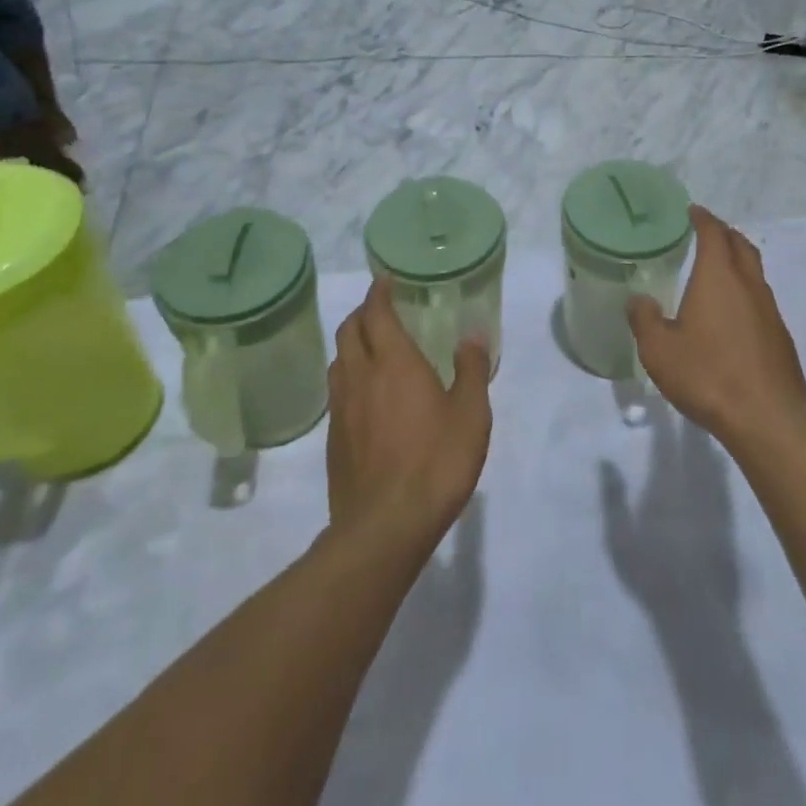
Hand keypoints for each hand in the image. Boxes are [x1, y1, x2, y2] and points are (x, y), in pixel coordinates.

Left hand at [327, 280, 492, 542]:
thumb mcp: (471, 414)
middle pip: (349, 332)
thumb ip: (471, 370)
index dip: (377, 293)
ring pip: (338, 361)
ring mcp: (342, 410)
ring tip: (372, 347)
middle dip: (361, 313)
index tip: (384, 279)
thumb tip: (472, 335)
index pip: (376, 314)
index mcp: (394, 363)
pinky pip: (337, 392)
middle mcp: (361, 378)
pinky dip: (349, 377)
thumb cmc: (436, 461)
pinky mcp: (334, 440)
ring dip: (352, 345)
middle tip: (380, 309)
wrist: (385, 526)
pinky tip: (367, 395)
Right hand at [628, 206, 805, 448]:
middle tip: (706, 233)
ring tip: (719, 270)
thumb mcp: (659, 350)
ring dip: (738, 261)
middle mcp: (748, 285)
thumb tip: (638, 300)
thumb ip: (644, 319)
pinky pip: (761, 299)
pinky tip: (733, 313)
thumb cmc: (708, 375)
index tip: (692, 211)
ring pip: (755, 272)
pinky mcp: (780, 336)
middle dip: (724, 233)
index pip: (713, 233)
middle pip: (741, 245)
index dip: (702, 218)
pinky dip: (746, 291)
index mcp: (718, 277)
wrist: (767, 417)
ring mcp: (770, 310)